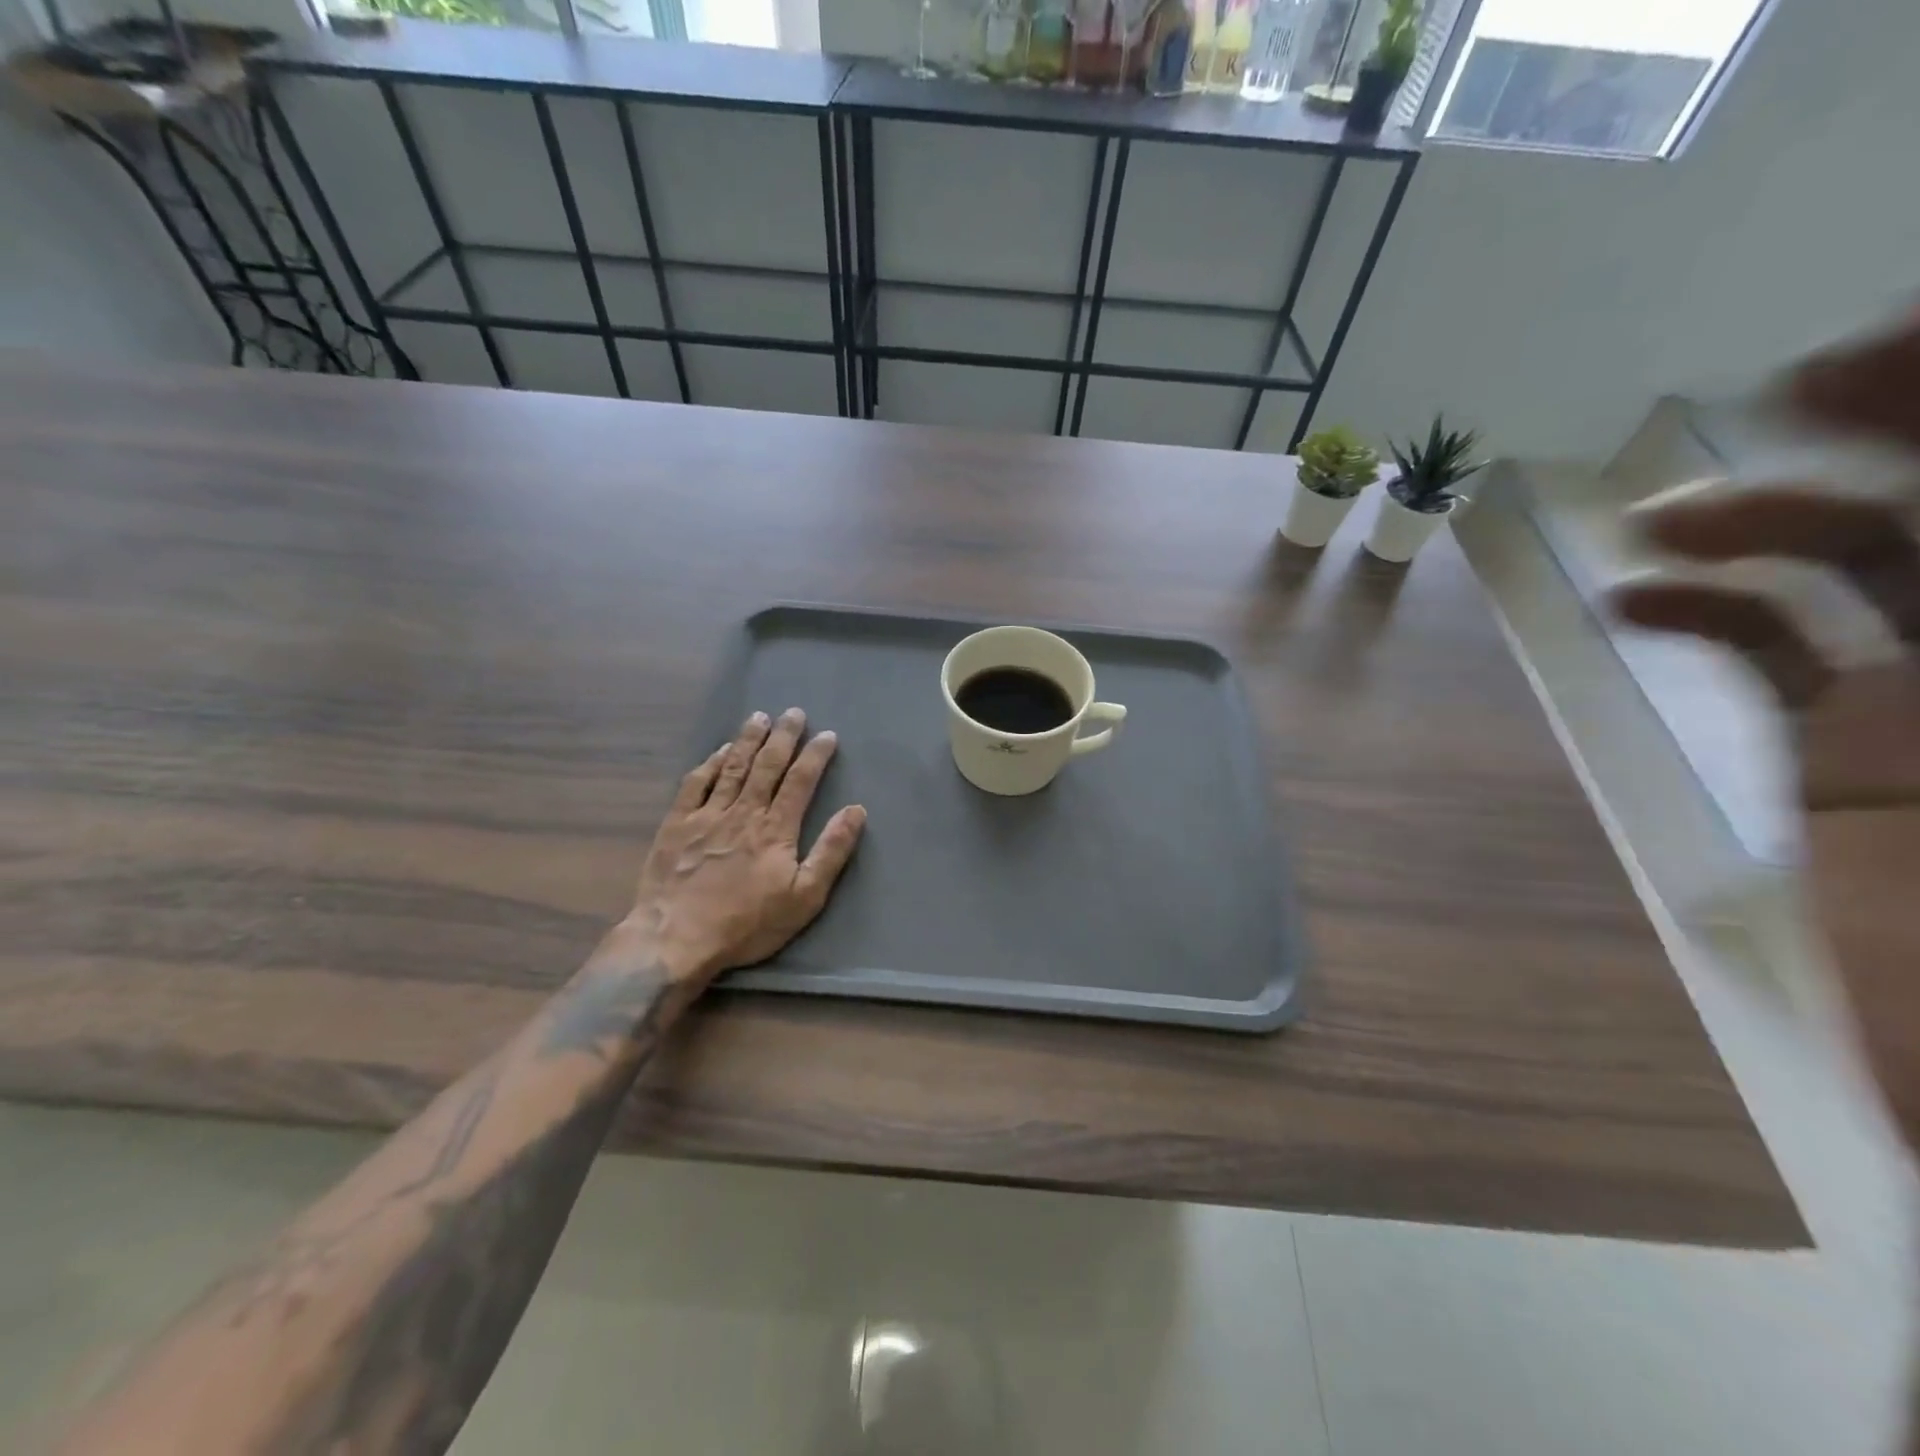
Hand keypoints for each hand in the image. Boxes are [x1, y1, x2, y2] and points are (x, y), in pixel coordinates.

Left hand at [625, 708, 866, 986]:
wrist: (676, 940)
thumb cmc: (747, 924)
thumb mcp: (804, 898)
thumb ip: (831, 852)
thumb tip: (856, 811)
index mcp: (776, 829)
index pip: (800, 781)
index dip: (815, 756)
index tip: (828, 735)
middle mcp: (743, 812)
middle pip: (767, 765)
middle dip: (784, 737)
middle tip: (794, 713)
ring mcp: (707, 815)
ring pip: (732, 767)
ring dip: (748, 740)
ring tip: (760, 717)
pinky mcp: (677, 825)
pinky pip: (695, 784)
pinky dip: (709, 763)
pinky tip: (719, 751)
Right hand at [1611, 316, 1919, 1147]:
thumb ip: (1878, 651)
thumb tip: (1789, 563)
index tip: (1881, 349)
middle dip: (1885, 427)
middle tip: (1797, 383)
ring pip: (1865, 557)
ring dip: (1763, 519)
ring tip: (1663, 517)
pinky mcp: (1844, 736)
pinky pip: (1772, 650)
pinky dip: (1699, 615)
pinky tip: (1631, 601)